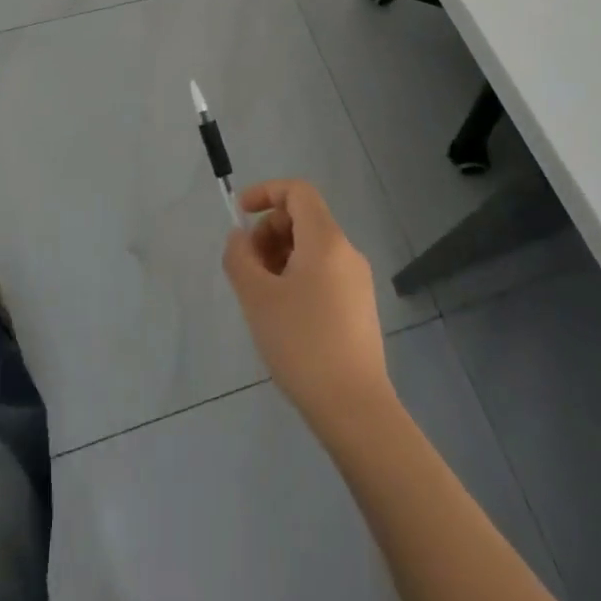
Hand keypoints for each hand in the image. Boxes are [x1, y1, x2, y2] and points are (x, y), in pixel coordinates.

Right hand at [222, 179, 389, 426]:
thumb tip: (240, 237)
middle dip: (269, 231)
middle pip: (303, 218)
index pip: (297, 191)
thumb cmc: (302, 344)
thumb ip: (240, 257)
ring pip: (312, 248)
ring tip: (262, 295)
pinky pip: (324, 272)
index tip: (240, 215)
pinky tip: (285, 315)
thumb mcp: (257, 297)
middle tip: (248, 267)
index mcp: (326, 240)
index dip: (265, 192)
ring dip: (280, 256)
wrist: (355, 410)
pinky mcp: (360, 307)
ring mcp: (358, 280)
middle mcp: (347, 251)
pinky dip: (298, 276)